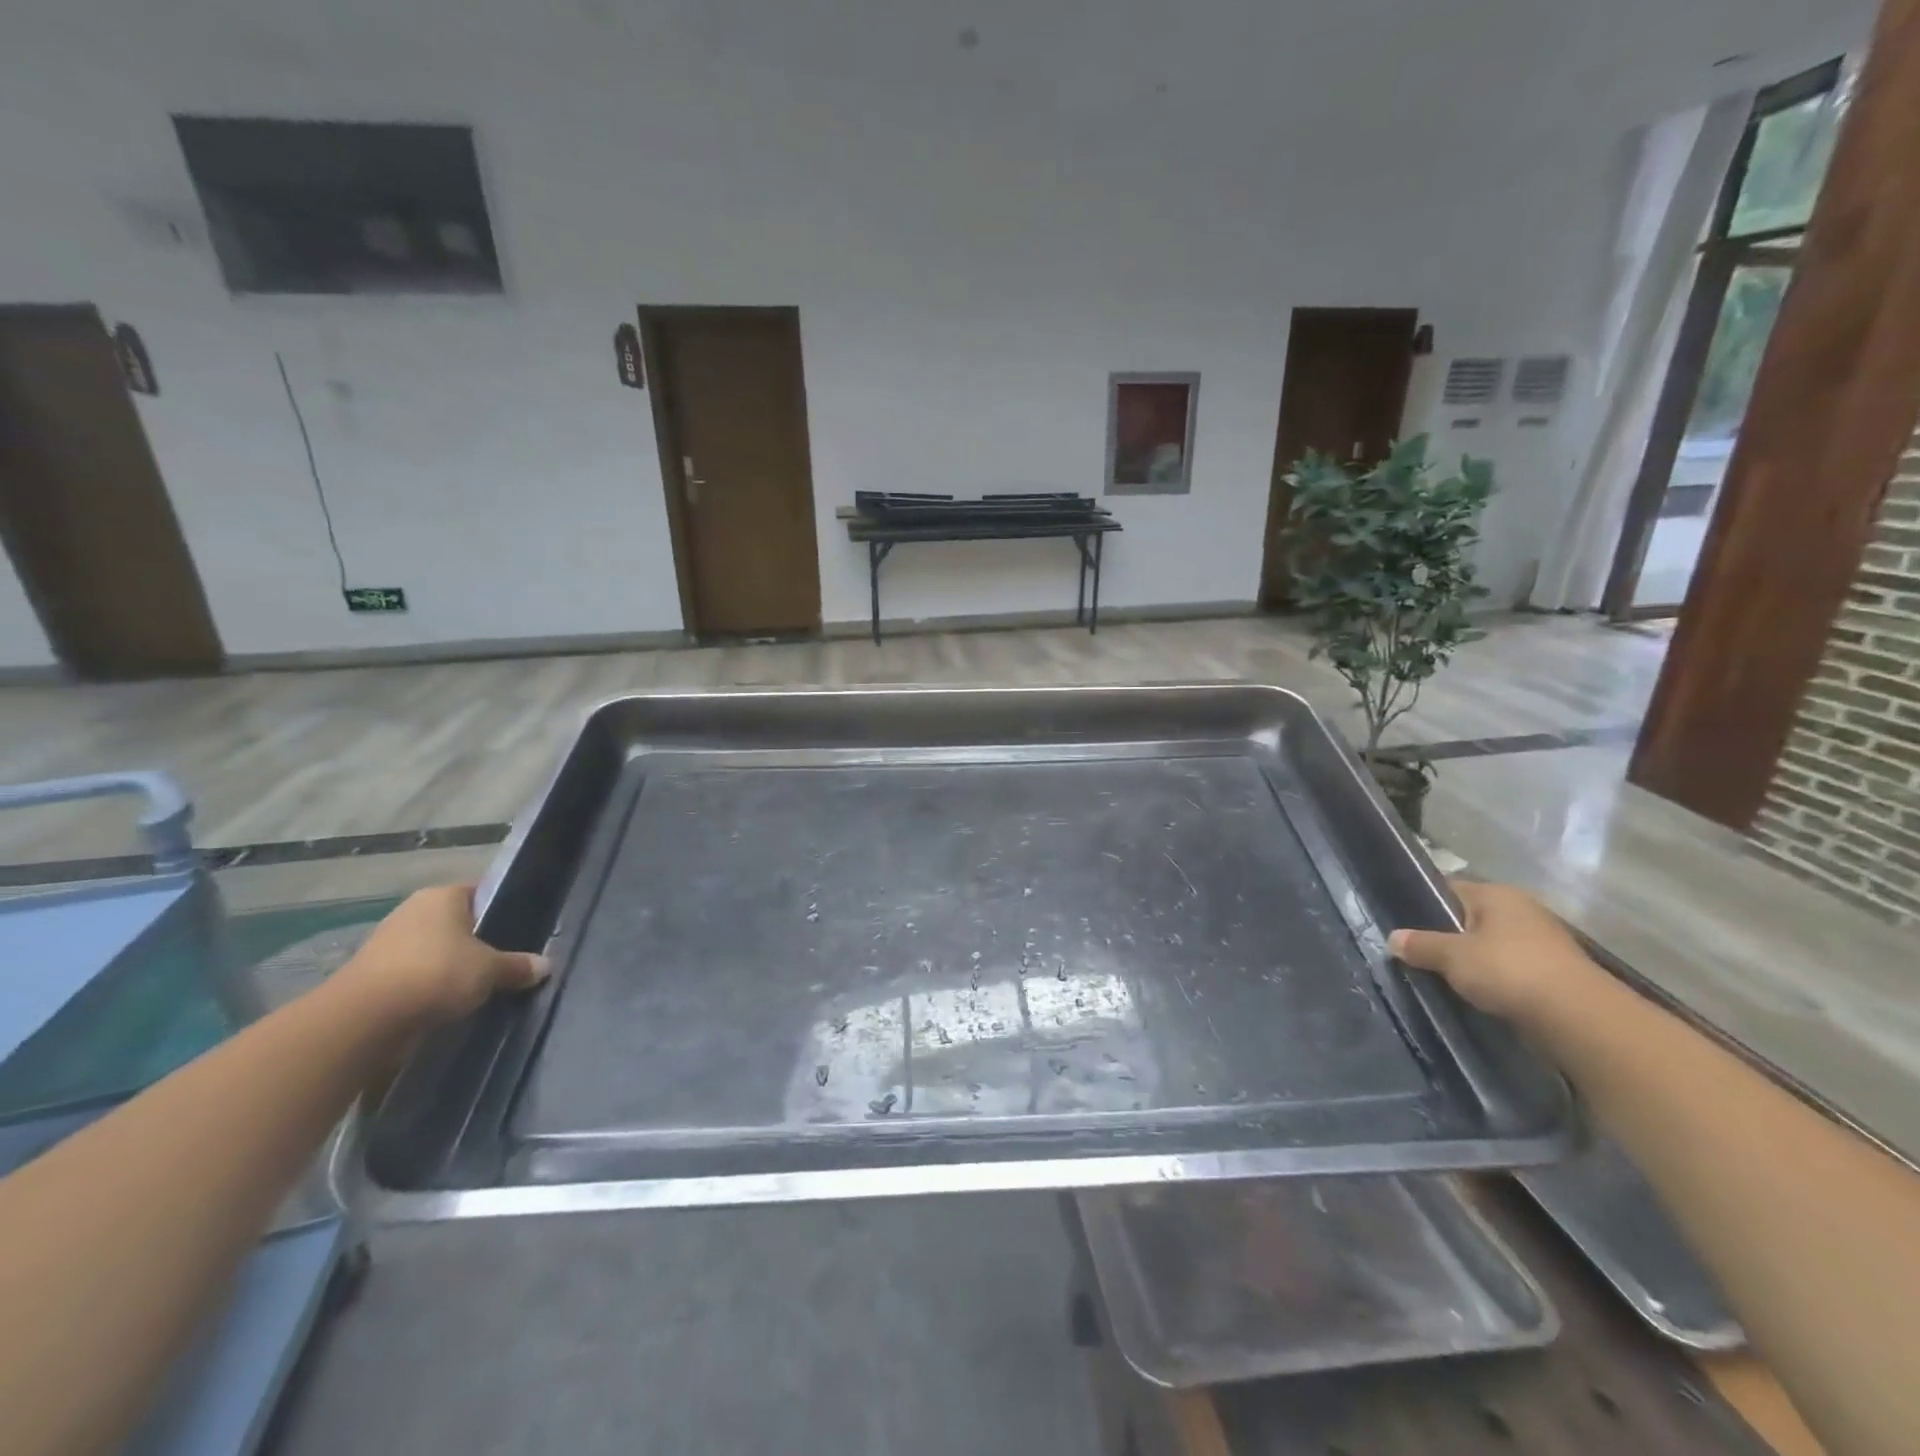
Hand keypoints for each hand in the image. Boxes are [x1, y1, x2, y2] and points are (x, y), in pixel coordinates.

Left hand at [333, 885, 548, 1027]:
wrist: (364, 1020)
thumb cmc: (436, 974)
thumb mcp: (490, 970)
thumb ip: (518, 966)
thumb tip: (545, 965)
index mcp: (442, 896)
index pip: (481, 894)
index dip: (503, 911)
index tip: (521, 931)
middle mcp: (413, 911)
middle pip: (457, 924)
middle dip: (478, 943)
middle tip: (505, 963)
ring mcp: (387, 944)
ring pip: (434, 952)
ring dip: (451, 968)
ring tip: (480, 988)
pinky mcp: (371, 977)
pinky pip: (414, 977)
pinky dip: (429, 989)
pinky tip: (448, 1005)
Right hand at [1388, 880, 1599, 1022]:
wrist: (1580, 1019)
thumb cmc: (1509, 971)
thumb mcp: (1452, 956)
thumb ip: (1420, 945)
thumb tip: (1393, 938)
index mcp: (1497, 894)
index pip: (1448, 890)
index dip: (1423, 906)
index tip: (1404, 928)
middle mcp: (1522, 910)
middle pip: (1470, 919)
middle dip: (1447, 938)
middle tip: (1418, 957)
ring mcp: (1542, 942)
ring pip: (1490, 947)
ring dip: (1472, 962)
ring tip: (1445, 979)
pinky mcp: (1554, 974)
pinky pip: (1510, 970)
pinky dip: (1495, 981)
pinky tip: (1478, 996)